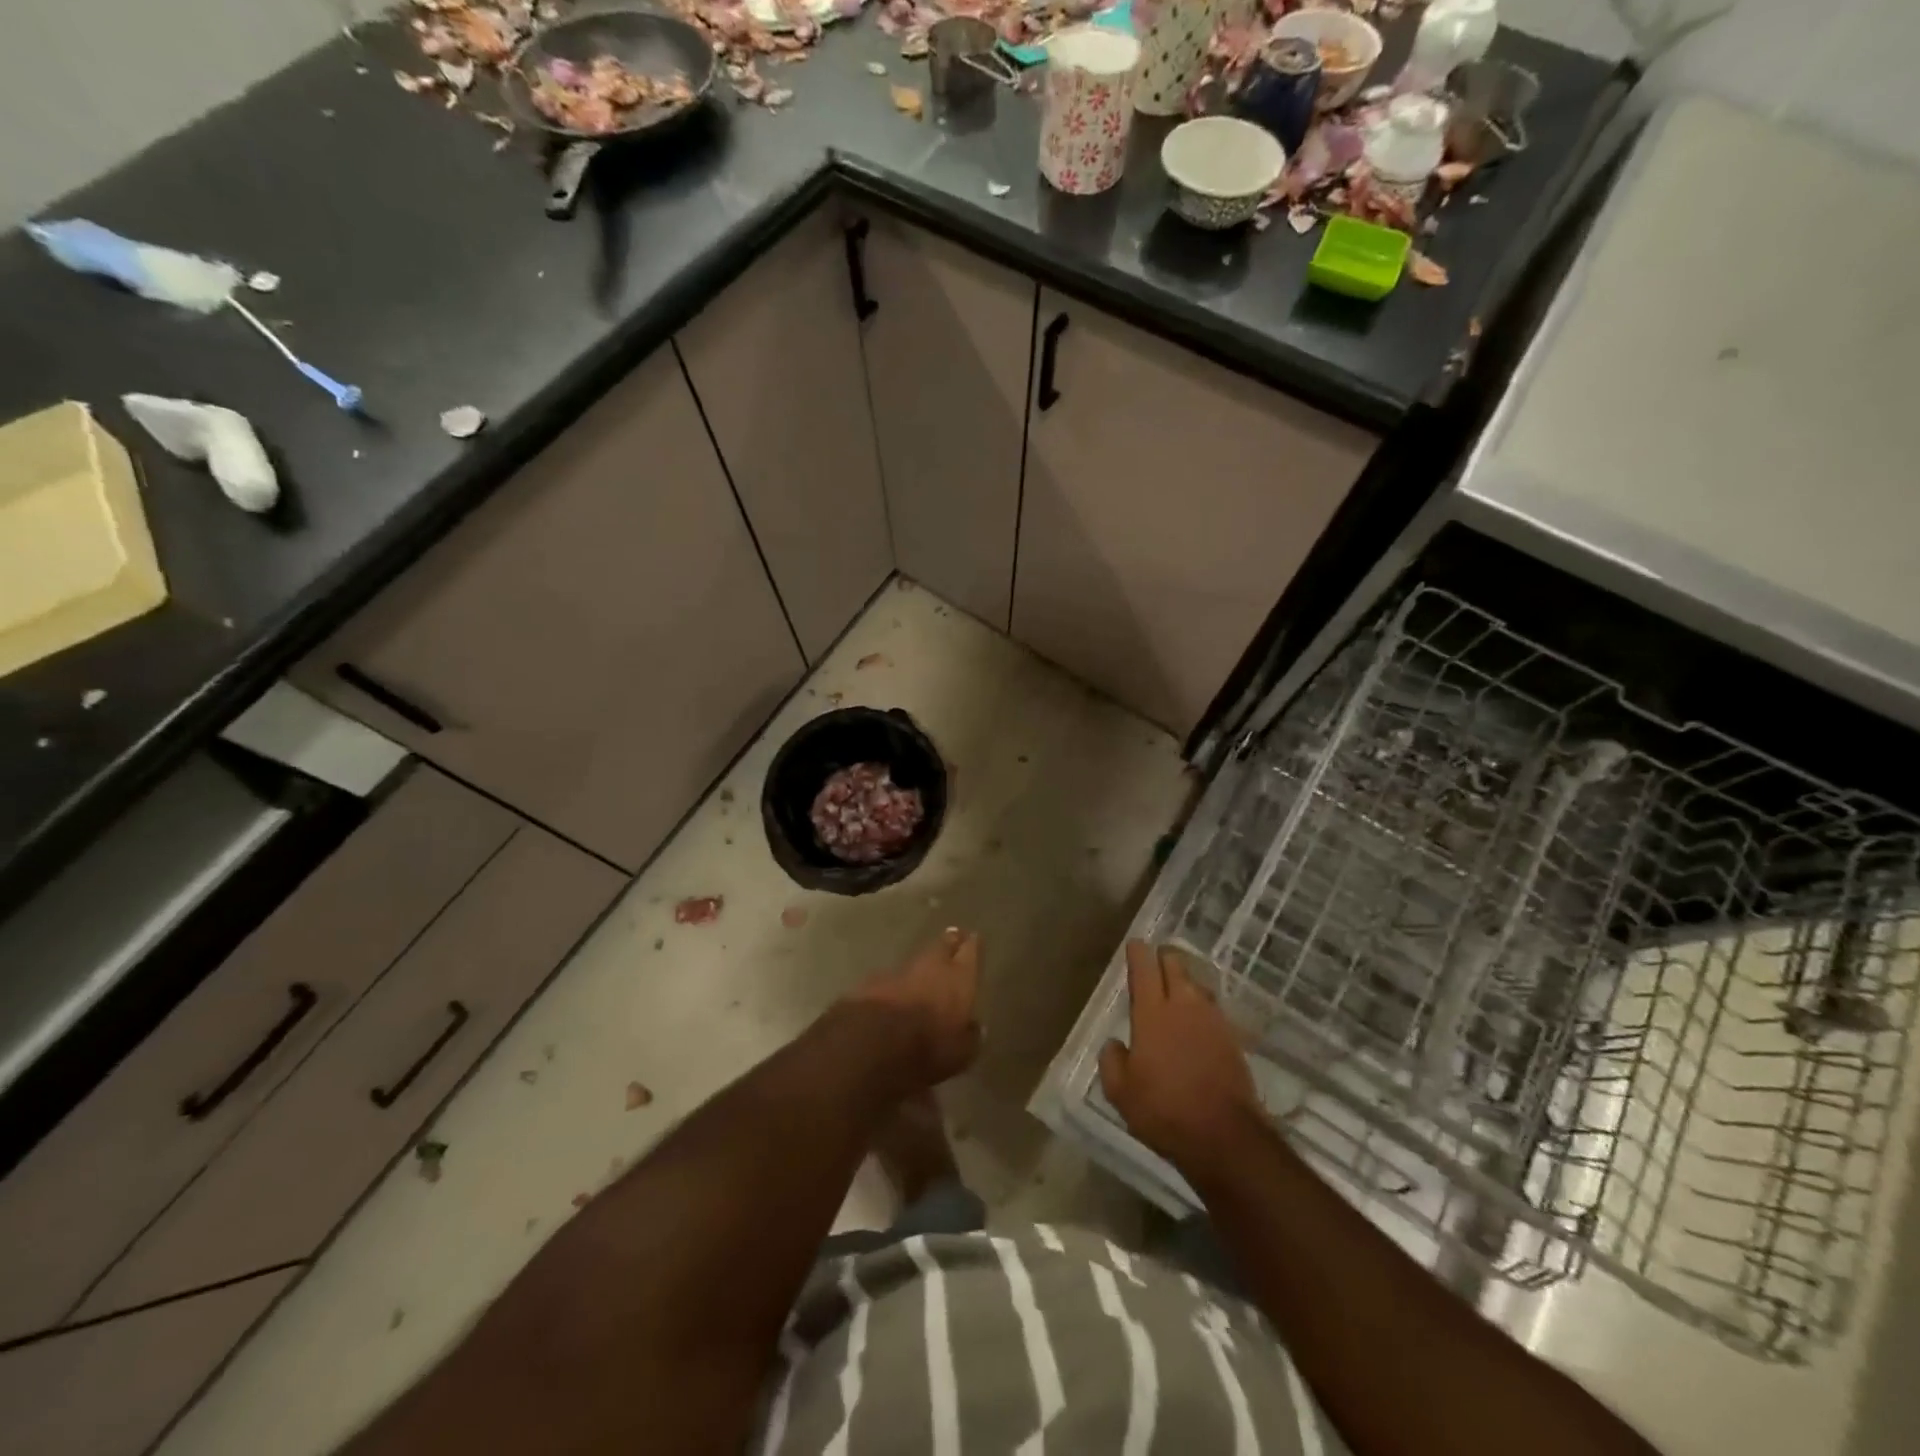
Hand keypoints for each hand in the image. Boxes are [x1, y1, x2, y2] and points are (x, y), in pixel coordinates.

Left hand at [844, 928, 982, 1091]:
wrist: (871, 1042)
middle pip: (942, 946)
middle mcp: (932, 966)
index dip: (973, 945)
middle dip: (949, 943)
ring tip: (926, 970)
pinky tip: (896, 994)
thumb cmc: (928, 1046)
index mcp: (959, 977)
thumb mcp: (960, 1053)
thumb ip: (970, 1037)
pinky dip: (897, 984)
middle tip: (953, 939)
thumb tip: (975, 1028)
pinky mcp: (871, 982)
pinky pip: (891, 979)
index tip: (974, 938)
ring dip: (921, 965)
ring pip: (915, 961)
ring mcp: (899, 971)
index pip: (971, 951)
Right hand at [1100, 941, 1261, 1185]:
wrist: (1225, 1137)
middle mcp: (1184, 1006)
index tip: (1135, 944)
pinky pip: (1213, 1008)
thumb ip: (1112, 1060)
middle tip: (1154, 961)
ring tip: (1175, 988)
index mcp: (1152, 1013)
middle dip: (1164, 957)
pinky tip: (1197, 1020)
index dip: (1138, 952)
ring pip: (1197, 984)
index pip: (1144, 968)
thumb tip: (1116, 1044)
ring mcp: (1212, 1020)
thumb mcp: (1120, 1092)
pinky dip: (1201, 1006)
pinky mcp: (1232, 1038)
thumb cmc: (1164, 1111)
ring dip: (1185, 980)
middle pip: (1176, 965)